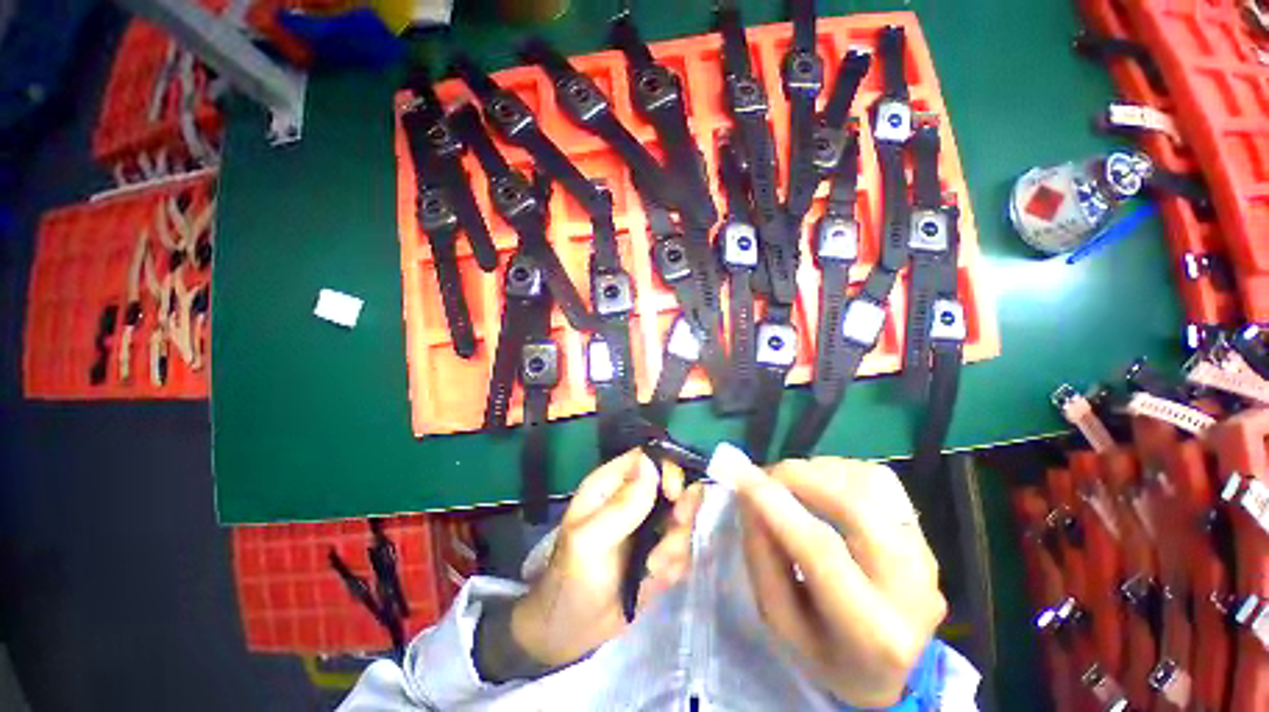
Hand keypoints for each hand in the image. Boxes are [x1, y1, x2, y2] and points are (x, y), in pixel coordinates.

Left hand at [510, 449, 704, 667]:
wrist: (572, 632)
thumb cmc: (573, 580)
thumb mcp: (591, 541)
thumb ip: (622, 505)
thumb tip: (651, 463)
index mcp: (611, 485)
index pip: (648, 459)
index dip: (668, 470)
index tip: (675, 496)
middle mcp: (633, 498)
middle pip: (675, 486)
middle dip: (680, 513)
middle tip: (671, 534)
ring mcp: (649, 525)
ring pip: (683, 520)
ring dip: (674, 546)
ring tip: (653, 569)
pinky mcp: (660, 551)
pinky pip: (683, 549)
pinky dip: (674, 565)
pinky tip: (653, 580)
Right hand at [733, 457, 945, 707]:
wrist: (887, 668)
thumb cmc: (822, 649)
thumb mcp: (779, 619)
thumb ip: (761, 555)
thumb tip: (749, 494)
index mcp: (872, 631)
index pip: (822, 551)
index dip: (777, 506)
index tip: (742, 476)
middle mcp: (912, 589)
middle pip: (855, 507)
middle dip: (800, 478)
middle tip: (765, 476)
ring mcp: (926, 556)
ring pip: (870, 483)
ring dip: (818, 471)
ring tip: (791, 484)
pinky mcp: (923, 533)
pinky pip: (879, 479)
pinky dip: (840, 471)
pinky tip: (821, 486)